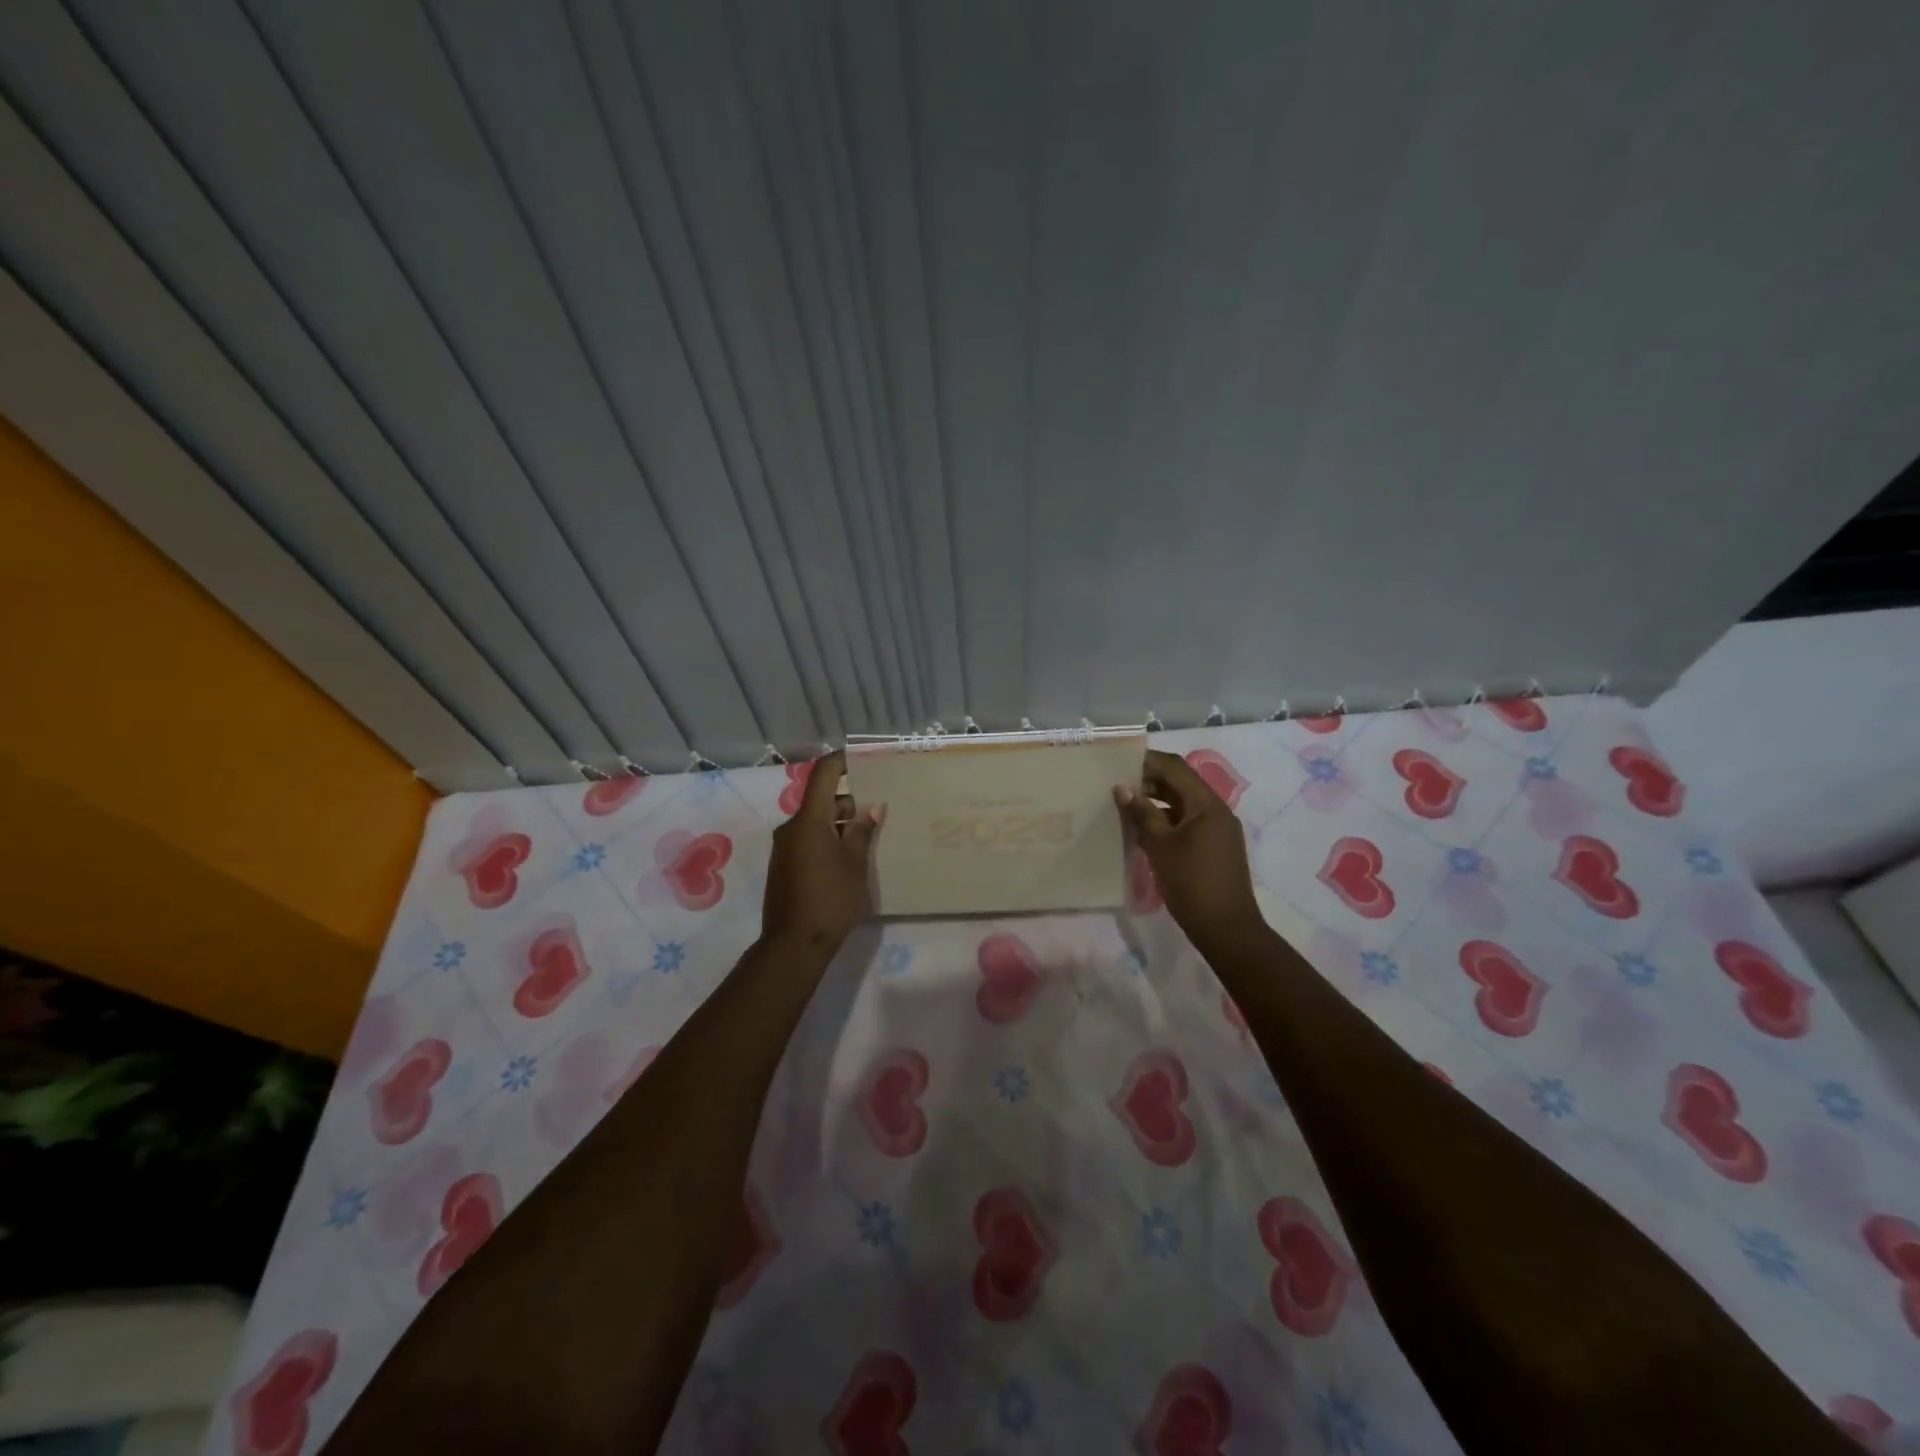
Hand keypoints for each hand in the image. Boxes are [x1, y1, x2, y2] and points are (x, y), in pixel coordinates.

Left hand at [762, 751, 883, 957]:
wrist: (793, 944)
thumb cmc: (830, 899)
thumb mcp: (855, 863)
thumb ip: (862, 831)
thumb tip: (872, 807)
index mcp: (809, 820)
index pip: (823, 775)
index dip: (842, 761)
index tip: (864, 758)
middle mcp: (791, 828)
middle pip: (822, 801)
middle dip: (849, 803)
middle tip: (878, 812)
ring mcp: (785, 848)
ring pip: (816, 823)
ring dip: (839, 824)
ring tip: (868, 839)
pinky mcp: (784, 866)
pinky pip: (808, 840)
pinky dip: (827, 840)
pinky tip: (848, 859)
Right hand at [1115, 749, 1265, 954]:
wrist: (1227, 930)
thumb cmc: (1192, 884)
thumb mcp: (1161, 847)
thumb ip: (1142, 814)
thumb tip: (1122, 788)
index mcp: (1207, 805)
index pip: (1175, 768)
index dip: (1147, 761)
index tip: (1118, 762)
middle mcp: (1216, 811)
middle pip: (1181, 783)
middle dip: (1149, 780)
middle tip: (1116, 784)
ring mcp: (1217, 830)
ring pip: (1183, 803)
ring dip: (1156, 800)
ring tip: (1124, 805)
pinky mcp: (1214, 847)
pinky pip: (1187, 821)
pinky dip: (1165, 819)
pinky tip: (1142, 830)